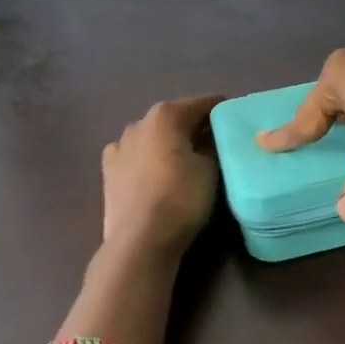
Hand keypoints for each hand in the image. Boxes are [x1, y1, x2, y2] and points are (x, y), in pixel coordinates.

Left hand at [102, 95, 224, 253]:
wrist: (141, 239)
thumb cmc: (182, 198)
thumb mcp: (211, 169)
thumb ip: (212, 144)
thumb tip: (210, 135)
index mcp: (167, 115)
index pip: (204, 103)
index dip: (223, 112)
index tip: (236, 125)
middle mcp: (139, 122)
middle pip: (176, 118)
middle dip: (194, 127)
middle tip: (214, 146)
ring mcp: (119, 145)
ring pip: (153, 136)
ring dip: (168, 143)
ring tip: (184, 163)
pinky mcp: (108, 170)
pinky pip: (135, 156)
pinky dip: (148, 159)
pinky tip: (155, 174)